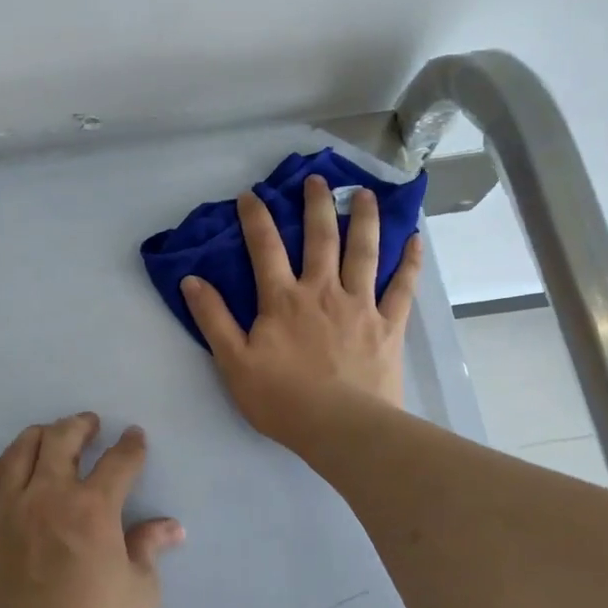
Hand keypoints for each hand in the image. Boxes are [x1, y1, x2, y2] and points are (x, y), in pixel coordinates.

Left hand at [0, 414, 184, 607]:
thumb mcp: (139, 592)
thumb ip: (149, 548)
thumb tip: (170, 527)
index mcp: (93, 509)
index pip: (118, 461)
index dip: (131, 445)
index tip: (134, 437)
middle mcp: (49, 496)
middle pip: (63, 439)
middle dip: (82, 425)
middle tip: (91, 425)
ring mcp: (10, 509)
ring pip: (22, 449)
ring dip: (42, 435)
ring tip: (53, 436)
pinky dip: (7, 463)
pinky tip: (16, 466)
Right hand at [181, 174, 422, 440]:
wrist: (341, 428)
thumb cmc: (282, 400)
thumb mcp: (234, 362)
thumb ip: (213, 319)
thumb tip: (192, 280)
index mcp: (283, 299)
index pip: (265, 248)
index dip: (256, 218)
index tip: (251, 195)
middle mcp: (323, 291)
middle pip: (321, 237)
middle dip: (317, 204)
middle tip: (319, 179)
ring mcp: (360, 305)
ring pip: (364, 251)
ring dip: (364, 219)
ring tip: (365, 194)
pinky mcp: (389, 325)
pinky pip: (402, 287)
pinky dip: (409, 262)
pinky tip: (415, 239)